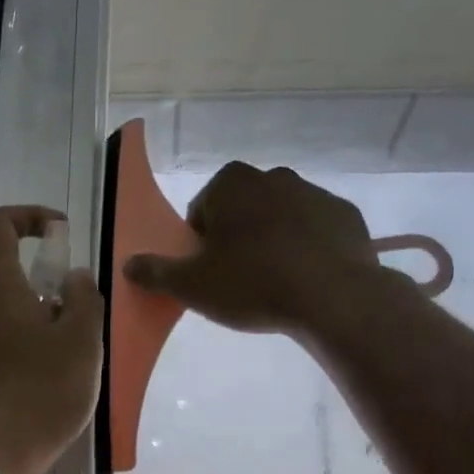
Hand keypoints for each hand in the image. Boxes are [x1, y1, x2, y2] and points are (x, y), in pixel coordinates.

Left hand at [0, 206, 103, 473]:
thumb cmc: (38, 394)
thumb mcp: (81, 343)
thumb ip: (83, 300)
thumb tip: (71, 278)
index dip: (28, 216)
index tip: (58, 233)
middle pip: (0, 275)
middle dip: (39, 284)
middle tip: (74, 316)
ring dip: (29, 320)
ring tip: (62, 357)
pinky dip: (14, 347)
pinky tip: (37, 383)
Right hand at [123, 163, 385, 336]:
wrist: (333, 297)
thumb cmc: (252, 284)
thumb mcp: (192, 286)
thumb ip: (156, 272)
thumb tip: (128, 264)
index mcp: (231, 184)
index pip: (202, 211)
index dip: (200, 245)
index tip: (210, 273)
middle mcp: (273, 176)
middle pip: (241, 211)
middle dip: (237, 239)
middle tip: (239, 280)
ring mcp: (314, 193)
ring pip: (280, 219)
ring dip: (272, 243)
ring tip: (275, 284)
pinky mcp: (346, 216)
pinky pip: (315, 232)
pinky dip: (308, 249)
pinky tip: (307, 280)